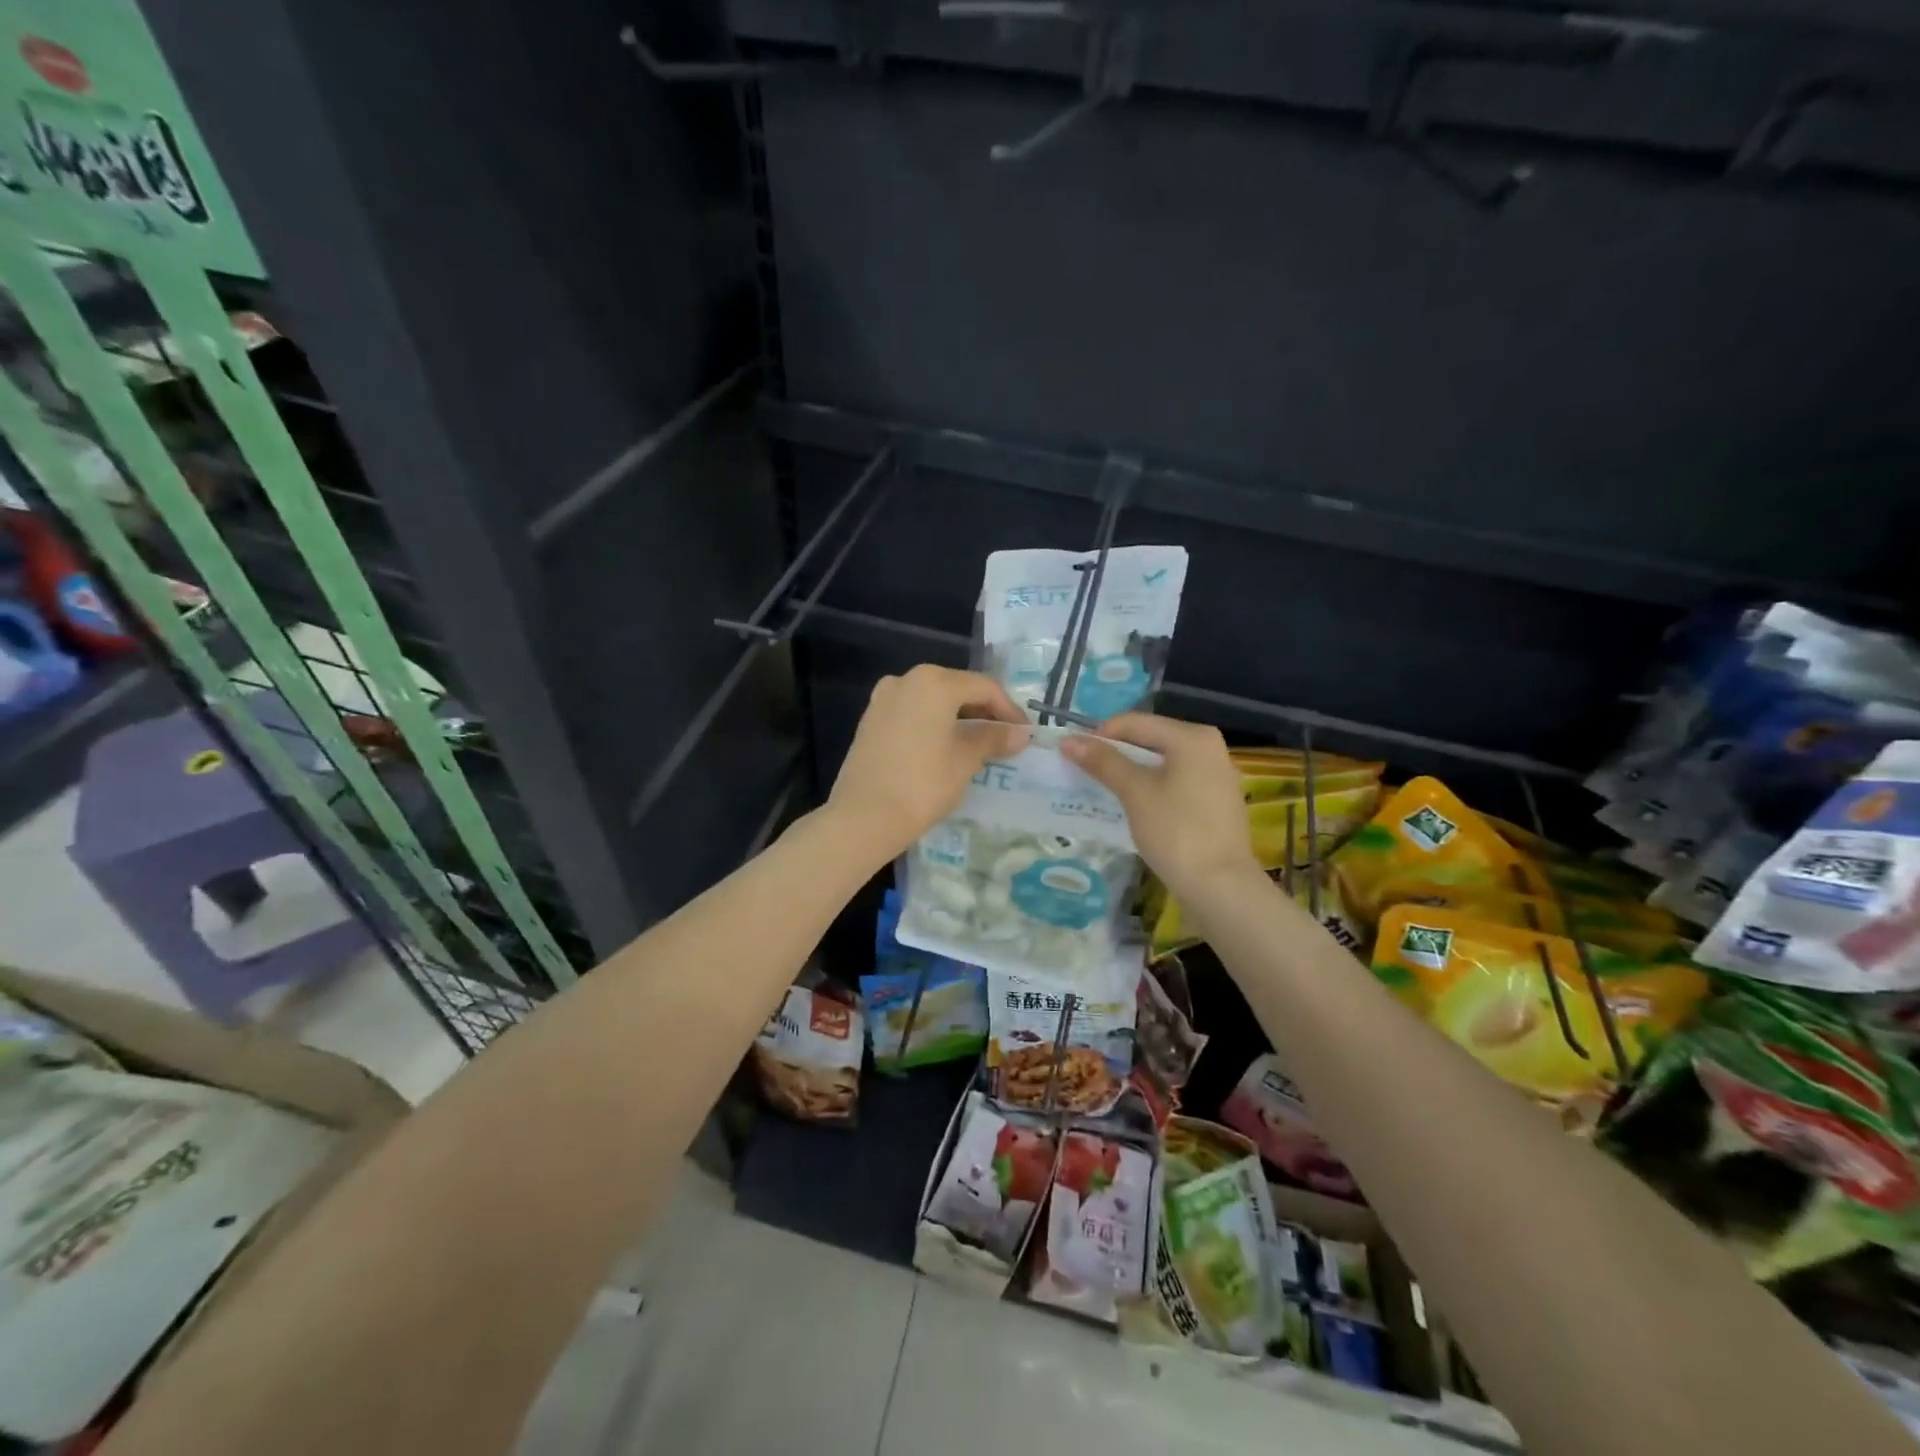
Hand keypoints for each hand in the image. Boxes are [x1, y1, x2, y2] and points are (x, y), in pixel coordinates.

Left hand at [826, 665, 1030, 862]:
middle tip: (1005, 737)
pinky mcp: (871, 719)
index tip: (1025, 733)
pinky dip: (934, 723)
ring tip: (979, 743)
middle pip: (957, 688)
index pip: (984, 688)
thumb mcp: (965, 760)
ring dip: (959, 717)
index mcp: (934, 682)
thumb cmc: (922, 784)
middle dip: (984, 711)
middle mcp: (907, 679)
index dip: (1009, 710)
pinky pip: (912, 712)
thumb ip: (993, 738)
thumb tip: (1021, 733)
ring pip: (933, 700)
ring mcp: (884, 698)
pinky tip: (945, 746)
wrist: (863, 817)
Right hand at [1060, 713, 1257, 902]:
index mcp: (1192, 737)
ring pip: (1162, 761)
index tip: (1072, 756)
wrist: (1221, 886)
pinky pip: (1175, 780)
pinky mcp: (1216, 799)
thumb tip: (1069, 741)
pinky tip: (1133, 805)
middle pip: (1150, 739)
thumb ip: (1103, 762)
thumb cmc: (1176, 832)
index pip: (1134, 722)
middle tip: (1084, 772)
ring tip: (1103, 789)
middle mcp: (1209, 746)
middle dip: (1115, 753)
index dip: (1100, 735)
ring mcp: (1216, 773)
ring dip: (1131, 771)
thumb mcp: (1135, 793)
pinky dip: (1151, 786)